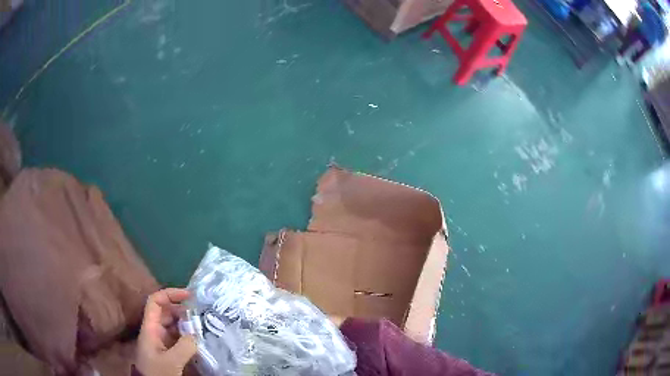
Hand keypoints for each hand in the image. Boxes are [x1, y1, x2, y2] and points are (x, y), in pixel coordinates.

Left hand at [136, 288, 196, 375]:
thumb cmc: (157, 372)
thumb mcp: (171, 361)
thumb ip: (184, 347)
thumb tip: (196, 333)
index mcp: (150, 327)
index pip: (156, 301)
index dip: (170, 294)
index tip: (189, 296)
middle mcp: (155, 329)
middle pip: (166, 311)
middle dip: (182, 309)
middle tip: (201, 312)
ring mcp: (161, 339)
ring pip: (173, 323)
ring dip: (187, 322)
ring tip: (203, 324)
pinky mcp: (168, 349)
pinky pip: (178, 335)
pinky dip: (188, 334)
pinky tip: (199, 337)